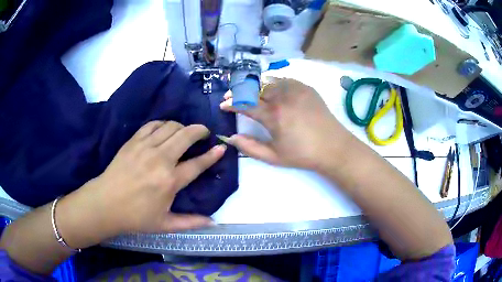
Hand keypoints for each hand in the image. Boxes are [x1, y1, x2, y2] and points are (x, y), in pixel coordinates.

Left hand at [61, 121, 225, 241]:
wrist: (106, 203)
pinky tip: (165, 130)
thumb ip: (191, 223)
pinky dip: (163, 124)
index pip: (197, 164)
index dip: (212, 155)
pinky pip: (153, 125)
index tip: (221, 147)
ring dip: (182, 126)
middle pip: (186, 135)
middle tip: (204, 133)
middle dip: (199, 130)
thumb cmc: (136, 216)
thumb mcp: (165, 224)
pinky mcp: (133, 141)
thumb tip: (214, 222)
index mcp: (169, 181)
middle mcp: (160, 159)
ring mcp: (145, 147)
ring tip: (184, 133)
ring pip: (171, 126)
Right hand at [220, 78, 348, 169]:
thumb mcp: (274, 156)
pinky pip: (283, 79)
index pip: (244, 103)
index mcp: (273, 115)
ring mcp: (295, 89)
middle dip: (238, 91)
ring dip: (253, 85)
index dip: (230, 103)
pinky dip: (271, 82)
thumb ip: (249, 147)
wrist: (333, 147)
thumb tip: (230, 137)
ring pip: (267, 80)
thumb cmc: (303, 155)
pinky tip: (270, 90)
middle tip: (231, 97)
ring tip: (248, 92)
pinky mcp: (306, 87)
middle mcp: (282, 97)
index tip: (223, 105)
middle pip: (253, 87)